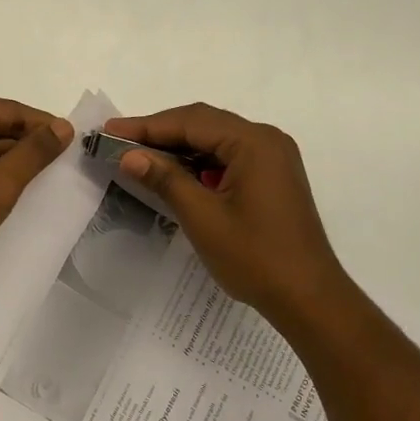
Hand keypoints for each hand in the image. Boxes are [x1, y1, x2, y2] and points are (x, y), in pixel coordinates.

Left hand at [0, 95, 73, 297]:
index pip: (11, 111)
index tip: (77, 143)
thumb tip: (63, 127)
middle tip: (66, 167)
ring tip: (48, 184)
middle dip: (28, 148)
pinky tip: (16, 195)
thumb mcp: (0, 183)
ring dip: (11, 166)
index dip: (45, 126)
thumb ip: (35, 152)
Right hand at [104, 103, 350, 329]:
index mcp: (253, 143)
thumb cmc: (255, 257)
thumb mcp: (202, 217)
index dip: (147, 126)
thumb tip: (130, 155)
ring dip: (179, 146)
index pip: (191, 122)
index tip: (110, 129)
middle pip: (204, 123)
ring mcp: (273, 158)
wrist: (309, 298)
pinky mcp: (272, 177)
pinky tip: (175, 173)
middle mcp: (266, 140)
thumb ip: (165, 179)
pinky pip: (229, 156)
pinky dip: (199, 161)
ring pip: (216, 139)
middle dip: (161, 131)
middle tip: (120, 140)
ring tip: (140, 154)